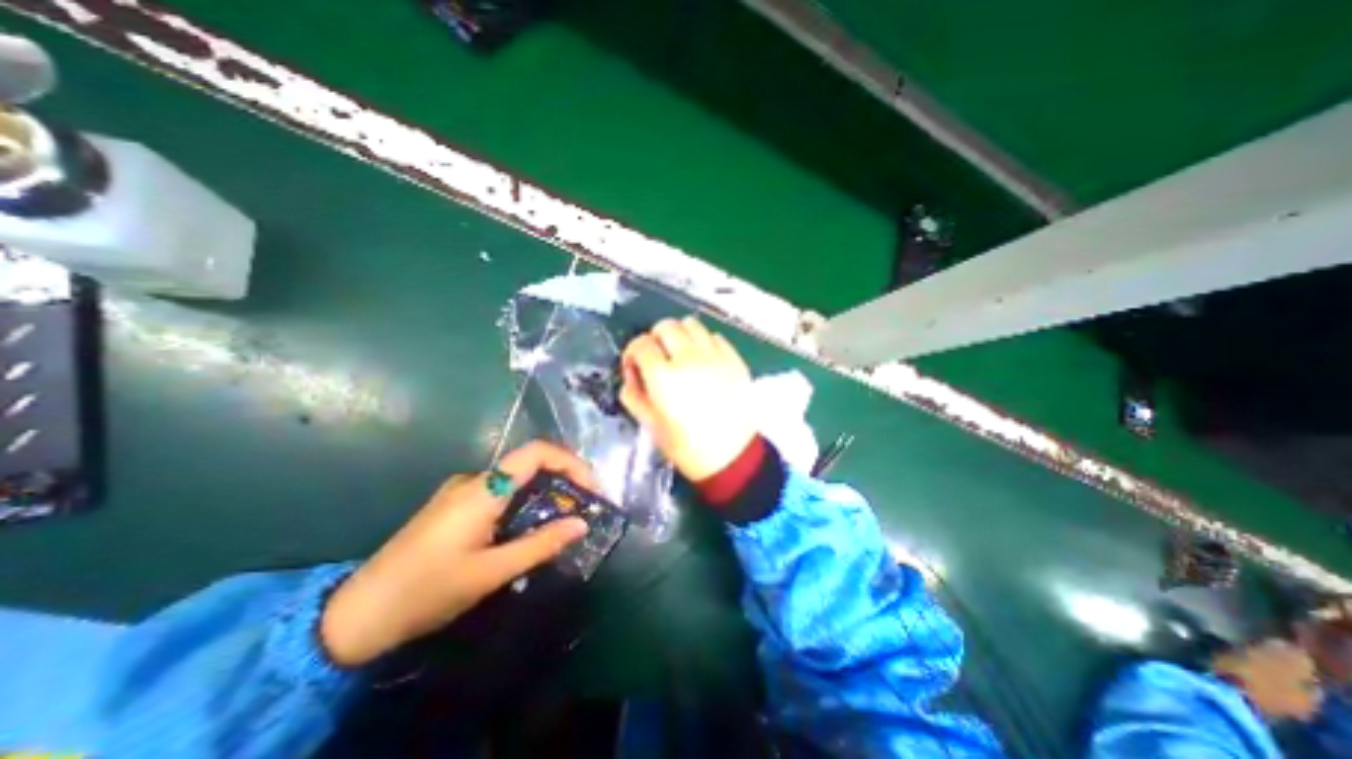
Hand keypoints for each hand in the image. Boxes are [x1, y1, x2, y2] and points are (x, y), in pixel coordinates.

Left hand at [321, 441, 591, 667]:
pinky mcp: (454, 505)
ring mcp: (461, 490)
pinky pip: (500, 492)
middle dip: (563, 478)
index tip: (591, 487)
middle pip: (529, 463)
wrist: (356, 615)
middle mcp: (474, 480)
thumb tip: (581, 523)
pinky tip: (528, 527)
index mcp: (483, 490)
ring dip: (544, 492)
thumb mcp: (491, 573)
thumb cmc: (427, 591)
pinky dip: (524, 501)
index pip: (536, 452)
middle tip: (584, 506)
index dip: (570, 461)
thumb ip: (540, 544)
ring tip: (563, 519)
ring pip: (516, 479)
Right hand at [616, 317, 755, 477]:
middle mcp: (689, 359)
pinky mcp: (734, 360)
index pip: (640, 344)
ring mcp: (715, 356)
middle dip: (655, 339)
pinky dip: (704, 342)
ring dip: (680, 335)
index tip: (635, 367)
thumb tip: (631, 377)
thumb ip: (634, 396)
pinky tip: (703, 361)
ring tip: (680, 355)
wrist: (733, 458)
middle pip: (665, 326)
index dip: (632, 353)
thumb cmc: (688, 448)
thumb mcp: (652, 426)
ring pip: (691, 324)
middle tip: (657, 358)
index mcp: (664, 377)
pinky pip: (714, 336)